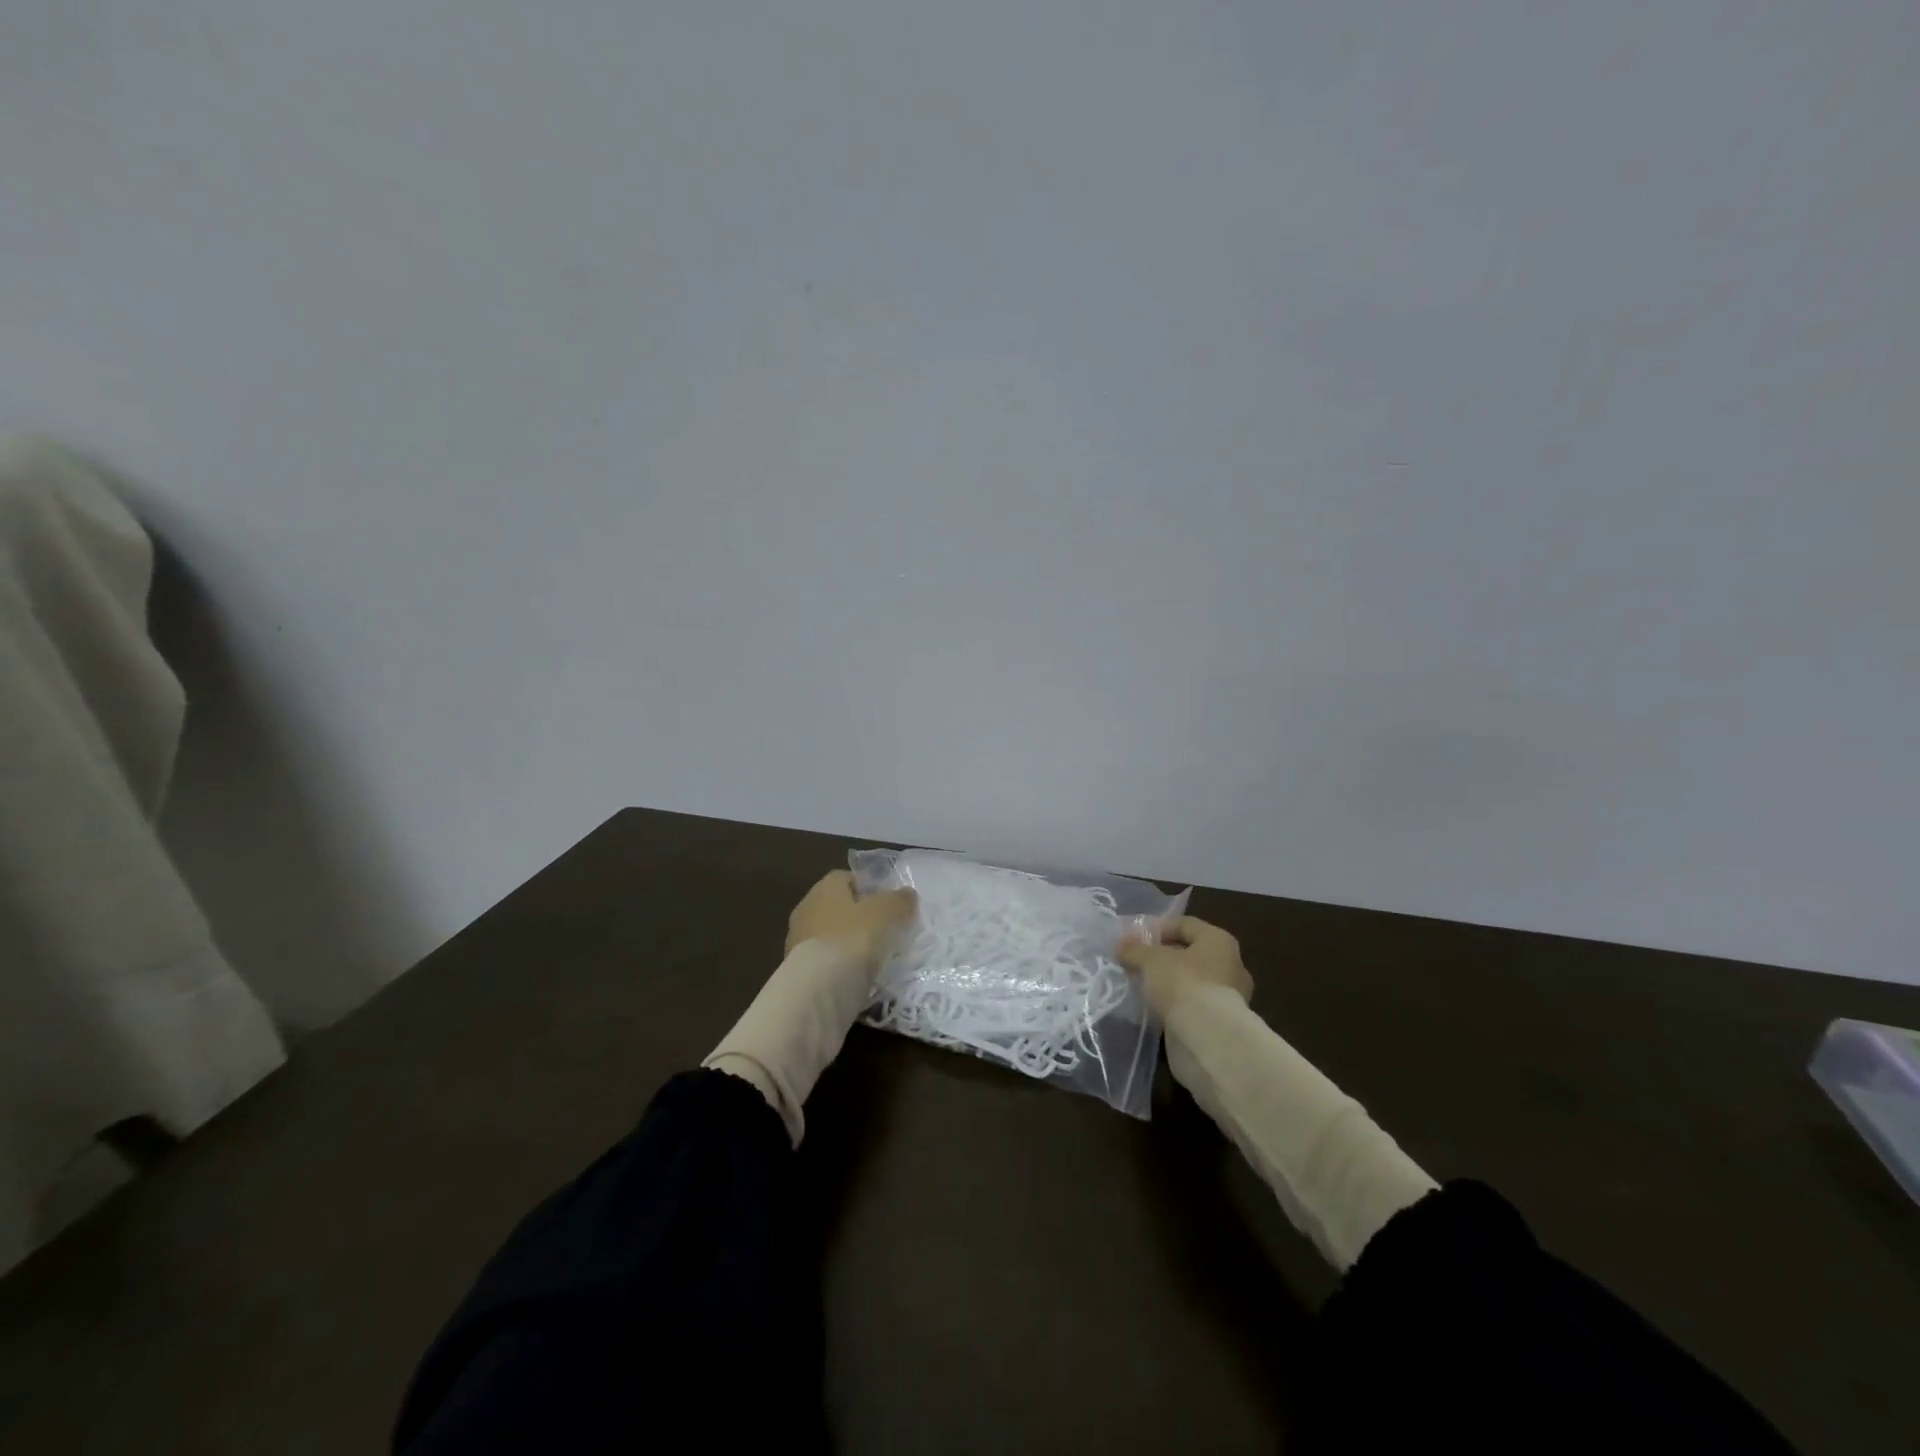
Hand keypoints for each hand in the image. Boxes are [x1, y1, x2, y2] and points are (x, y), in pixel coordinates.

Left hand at [786, 870, 917, 970]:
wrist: (818, 989)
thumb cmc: (853, 938)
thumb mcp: (886, 913)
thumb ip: (899, 900)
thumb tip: (907, 894)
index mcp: (824, 888)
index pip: (846, 878)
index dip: (869, 888)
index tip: (889, 904)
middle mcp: (806, 909)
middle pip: (838, 907)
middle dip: (860, 918)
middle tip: (886, 931)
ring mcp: (798, 942)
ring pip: (832, 936)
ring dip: (850, 944)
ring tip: (876, 959)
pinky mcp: (799, 971)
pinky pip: (827, 962)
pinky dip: (842, 967)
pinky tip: (860, 978)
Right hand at [1118, 915, 1252, 1017]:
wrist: (1208, 1038)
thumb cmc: (1183, 983)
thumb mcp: (1150, 960)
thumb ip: (1134, 949)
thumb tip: (1122, 945)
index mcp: (1218, 941)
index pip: (1184, 924)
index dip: (1157, 928)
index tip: (1134, 939)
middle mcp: (1230, 964)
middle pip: (1189, 953)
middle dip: (1162, 957)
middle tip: (1136, 963)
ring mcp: (1229, 996)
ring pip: (1191, 981)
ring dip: (1168, 983)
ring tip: (1142, 986)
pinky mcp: (1221, 1022)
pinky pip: (1193, 1004)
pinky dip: (1175, 1004)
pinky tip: (1154, 1008)